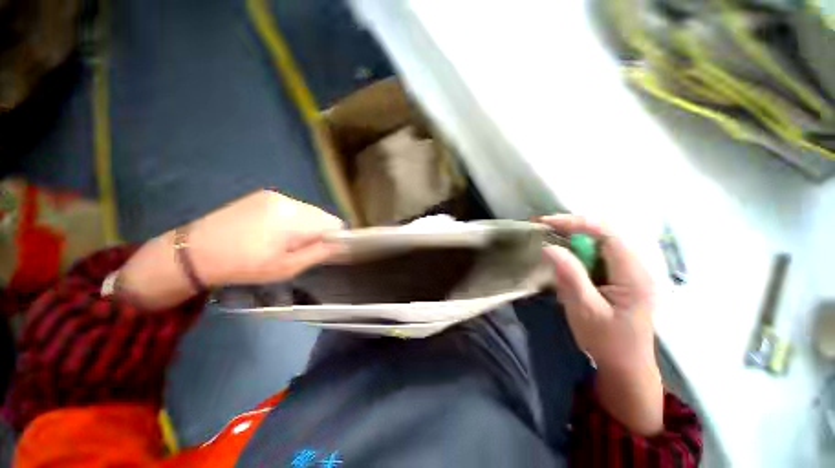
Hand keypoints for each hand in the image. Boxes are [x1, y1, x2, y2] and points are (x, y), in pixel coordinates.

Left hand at [119, 190, 342, 309]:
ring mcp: (275, 195)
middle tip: (302, 248)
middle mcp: (289, 200)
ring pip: (308, 211)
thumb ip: (319, 252)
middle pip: (322, 215)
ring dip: (306, 225)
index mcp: (295, 218)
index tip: (323, 251)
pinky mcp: (263, 195)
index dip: (335, 238)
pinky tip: (273, 231)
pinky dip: (293, 219)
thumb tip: (340, 243)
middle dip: (320, 231)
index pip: (334, 223)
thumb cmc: (244, 265)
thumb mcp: (287, 267)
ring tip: (285, 241)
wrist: (195, 252)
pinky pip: (292, 207)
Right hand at [540, 214, 662, 435]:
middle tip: (543, 228)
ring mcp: (628, 271)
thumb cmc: (607, 342)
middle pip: (604, 234)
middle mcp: (635, 267)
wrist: (626, 367)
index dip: (577, 223)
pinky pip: (597, 255)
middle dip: (572, 227)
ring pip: (599, 243)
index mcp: (633, 274)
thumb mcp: (585, 310)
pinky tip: (564, 258)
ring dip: (573, 239)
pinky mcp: (619, 277)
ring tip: (549, 238)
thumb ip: (570, 276)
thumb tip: (549, 247)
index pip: (607, 234)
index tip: (547, 223)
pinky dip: (577, 252)